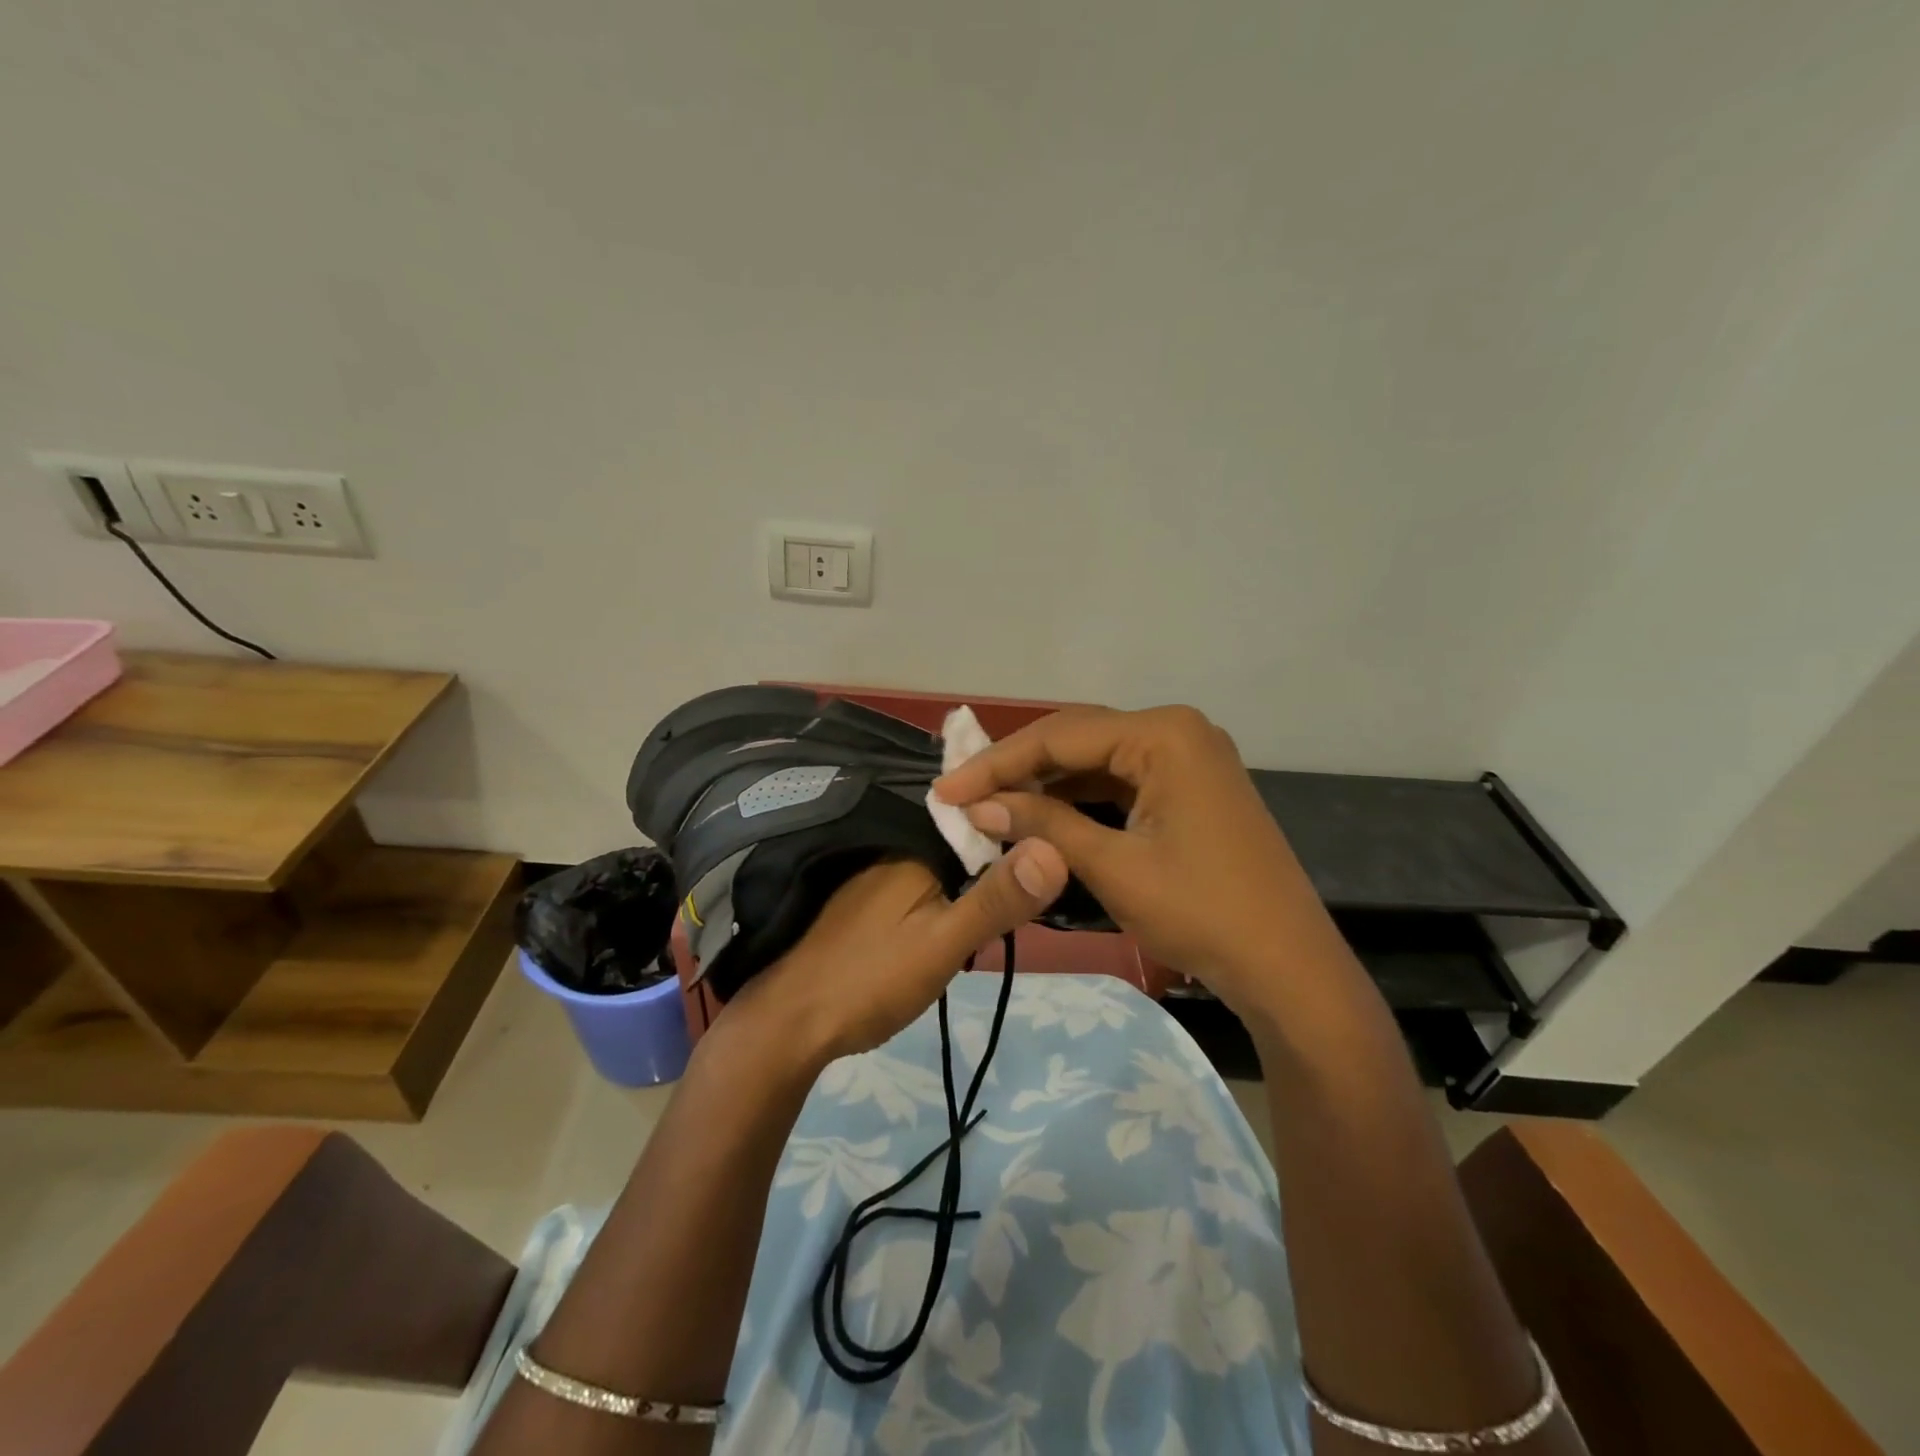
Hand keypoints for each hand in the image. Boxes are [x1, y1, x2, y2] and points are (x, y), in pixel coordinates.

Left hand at [726, 839, 1068, 1064]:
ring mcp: (876, 869)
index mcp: (914, 843)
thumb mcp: (944, 943)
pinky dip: (946, 890)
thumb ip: (996, 899)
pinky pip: (922, 877)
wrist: (791, 1025)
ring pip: (944, 860)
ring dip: (974, 875)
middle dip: (999, 855)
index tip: (1061, 840)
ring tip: (1016, 892)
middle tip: (1041, 878)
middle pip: (964, 838)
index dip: (1022, 827)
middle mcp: (893, 844)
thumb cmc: (870, 980)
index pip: (983, 816)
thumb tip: (1057, 848)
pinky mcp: (869, 894)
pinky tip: (962, 909)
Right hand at [933, 706, 1341, 1015]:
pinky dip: (1080, 799)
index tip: (945, 790)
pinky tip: (1042, 814)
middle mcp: (1177, 731)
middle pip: (1077, 739)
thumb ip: (1043, 826)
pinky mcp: (1191, 788)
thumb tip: (977, 806)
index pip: (1060, 736)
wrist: (1288, 968)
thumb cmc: (1201, 912)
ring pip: (1097, 760)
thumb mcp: (1113, 867)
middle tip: (962, 793)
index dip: (997, 764)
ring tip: (991, 804)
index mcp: (1163, 734)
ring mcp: (1189, 758)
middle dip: (1018, 768)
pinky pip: (1122, 781)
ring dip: (1046, 784)